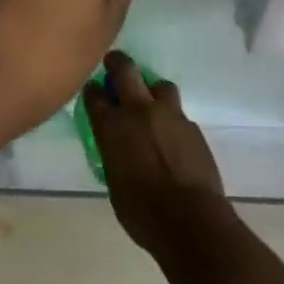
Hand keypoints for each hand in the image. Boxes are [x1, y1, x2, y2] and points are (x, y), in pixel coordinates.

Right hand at [84, 51, 232, 256]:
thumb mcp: (114, 182)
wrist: (190, 220)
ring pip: (159, 85)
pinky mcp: (192, 126)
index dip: (92, 90)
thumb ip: (113, 154)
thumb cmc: (141, 211)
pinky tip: (171, 134)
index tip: (92, 89)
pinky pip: (178, 112)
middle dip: (117, 63)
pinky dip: (171, 117)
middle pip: (126, 71)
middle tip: (113, 63)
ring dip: (151, 89)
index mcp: (112, 127)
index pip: (95, 95)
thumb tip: (117, 146)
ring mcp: (169, 115)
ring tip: (150, 101)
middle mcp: (139, 111)